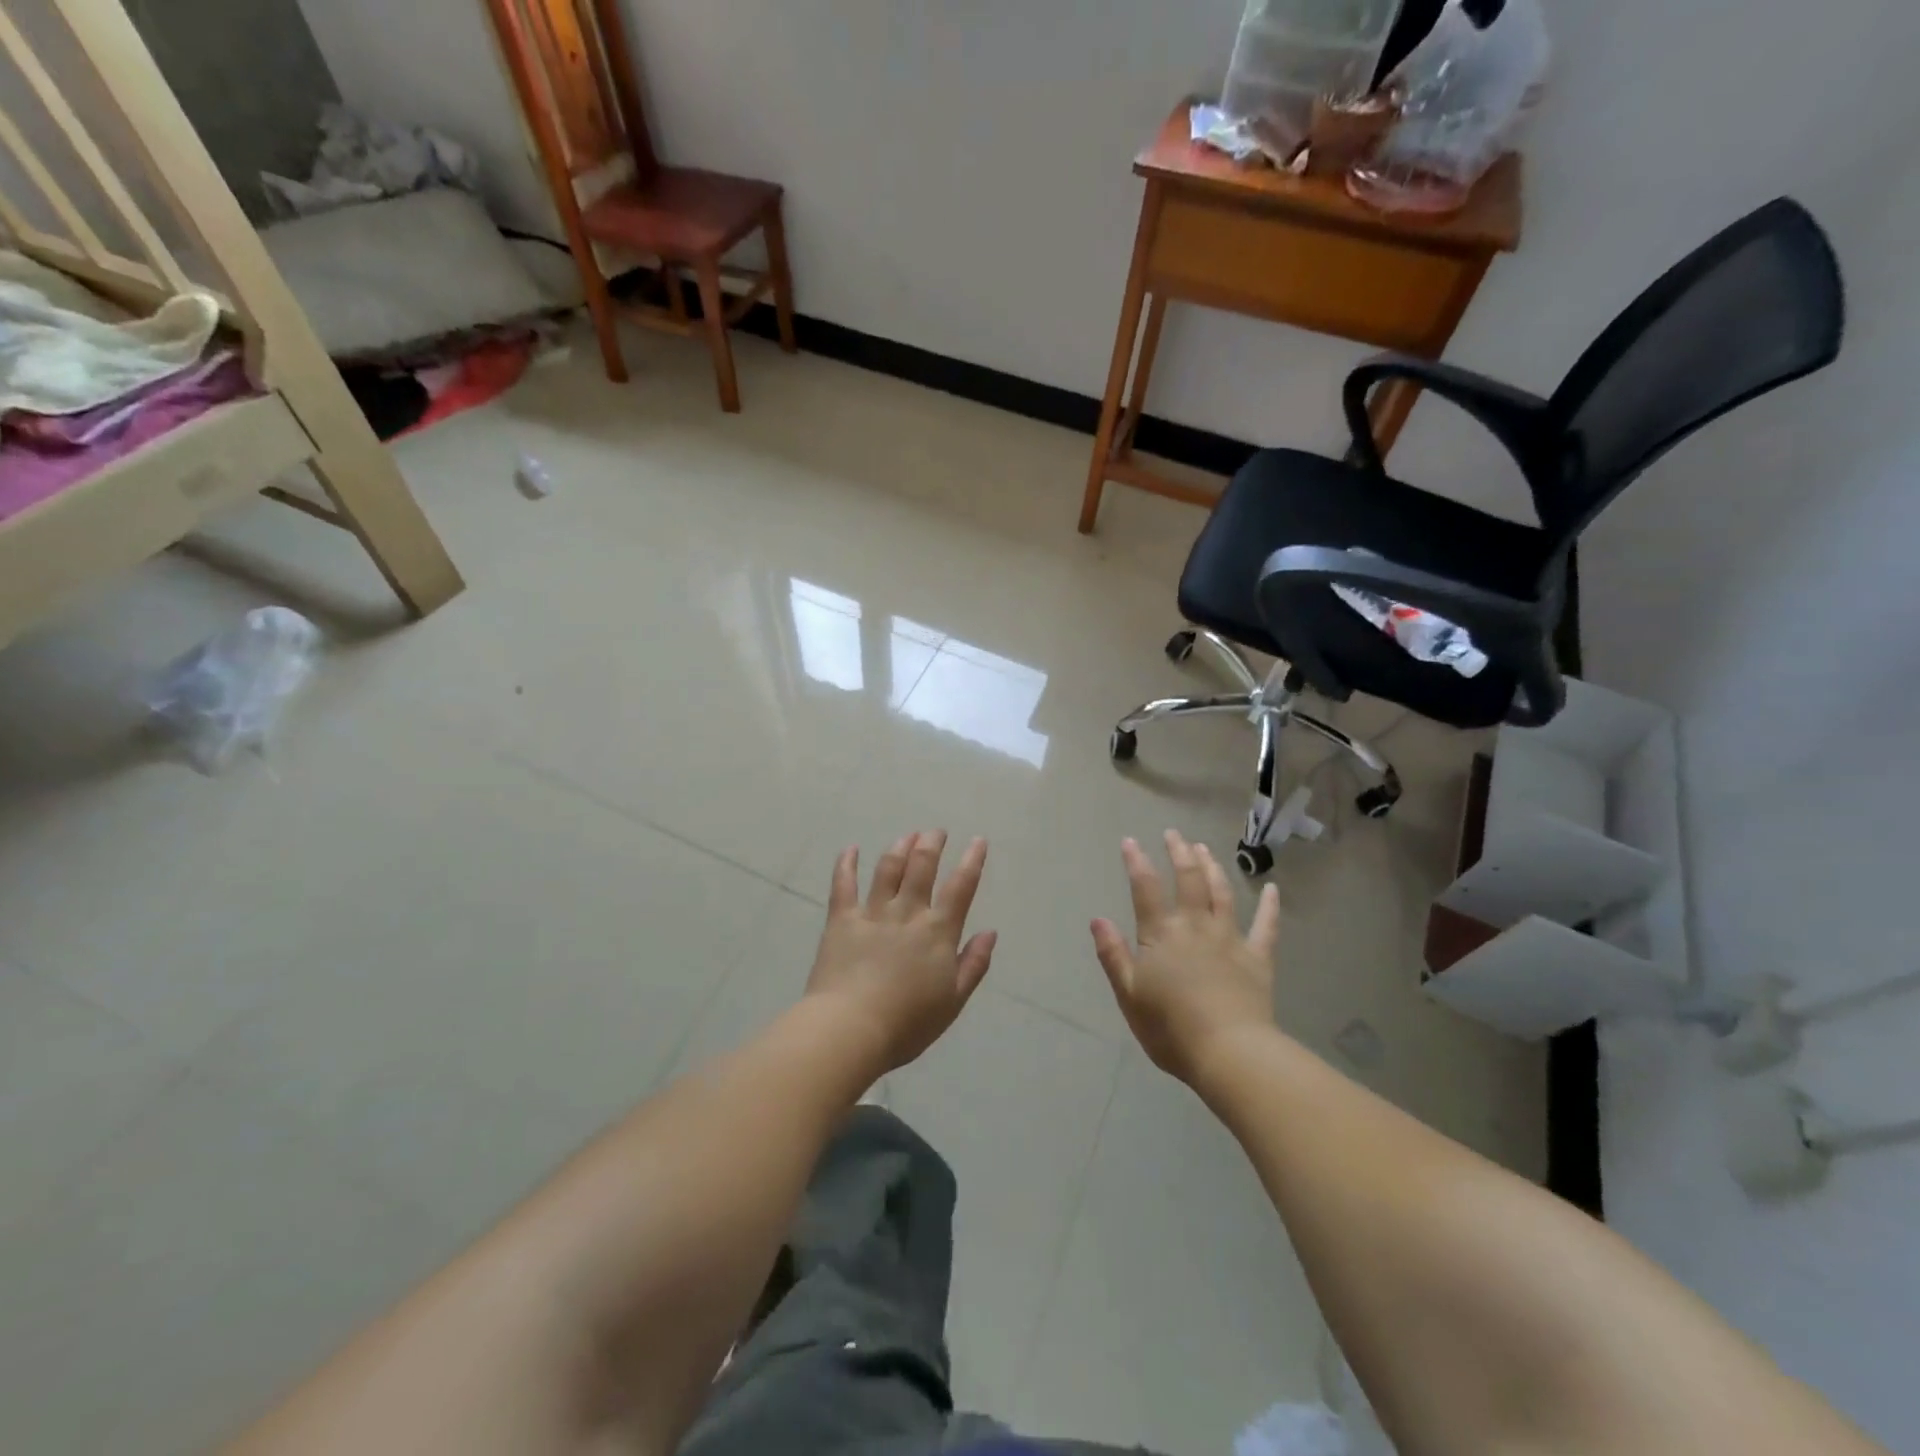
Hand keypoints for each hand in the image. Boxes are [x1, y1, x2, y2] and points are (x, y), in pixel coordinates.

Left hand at [806, 831, 997, 1073]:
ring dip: (899, 848)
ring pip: (888, 869)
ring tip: (907, 836)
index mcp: (938, 932)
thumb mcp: (953, 1001)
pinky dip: (846, 864)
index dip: (972, 861)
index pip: (961, 887)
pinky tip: (850, 849)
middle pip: (922, 867)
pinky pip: (843, 885)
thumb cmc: (908, 1023)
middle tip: (936, 832)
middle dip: (931, 844)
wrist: (851, 1028)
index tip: (977, 841)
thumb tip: (990, 932)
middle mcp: (907, 913)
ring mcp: (872, 913)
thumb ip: (973, 964)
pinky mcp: (841, 920)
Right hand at [1091, 831, 1280, 1084]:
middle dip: (1179, 853)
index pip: (1145, 888)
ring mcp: (1230, 939)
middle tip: (1174, 834)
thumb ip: (1113, 954)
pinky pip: (1266, 926)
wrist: (1229, 1052)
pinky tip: (1272, 889)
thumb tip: (1097, 919)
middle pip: (1188, 880)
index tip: (1131, 841)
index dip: (1137, 862)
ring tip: (1205, 849)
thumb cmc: (1170, 1028)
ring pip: (1221, 893)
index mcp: (1161, 934)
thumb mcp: (1129, 994)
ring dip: (1212, 868)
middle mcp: (1195, 926)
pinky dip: (1270, 906)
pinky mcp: (1257, 958)